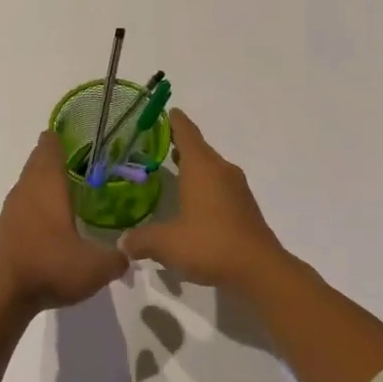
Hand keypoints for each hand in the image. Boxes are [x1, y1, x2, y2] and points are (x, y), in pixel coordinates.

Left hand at [0, 131, 127, 311]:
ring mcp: (12, 208)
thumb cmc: (50, 266)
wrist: (2, 293)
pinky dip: (36, 202)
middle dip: (55, 157)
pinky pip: (23, 204)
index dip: (61, 137)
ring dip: (43, 180)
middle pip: (38, 161)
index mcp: (48, 184)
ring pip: (28, 182)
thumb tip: (129, 253)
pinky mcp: (5, 228)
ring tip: (67, 185)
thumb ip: (118, 257)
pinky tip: (50, 217)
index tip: (76, 132)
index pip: (50, 147)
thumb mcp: (96, 267)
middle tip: (80, 159)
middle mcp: (27, 188)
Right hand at [119, 110, 292, 293]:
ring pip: (210, 168)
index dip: (174, 121)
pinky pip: (219, 186)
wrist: (260, 270)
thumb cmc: (210, 244)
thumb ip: (141, 240)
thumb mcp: (166, 244)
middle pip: (199, 149)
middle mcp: (221, 170)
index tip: (166, 111)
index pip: (186, 132)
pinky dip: (204, 186)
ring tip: (171, 169)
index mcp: (202, 167)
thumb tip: (122, 243)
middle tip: (156, 143)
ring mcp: (237, 189)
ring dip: (192, 166)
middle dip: (179, 144)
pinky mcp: (244, 207)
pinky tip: (191, 203)